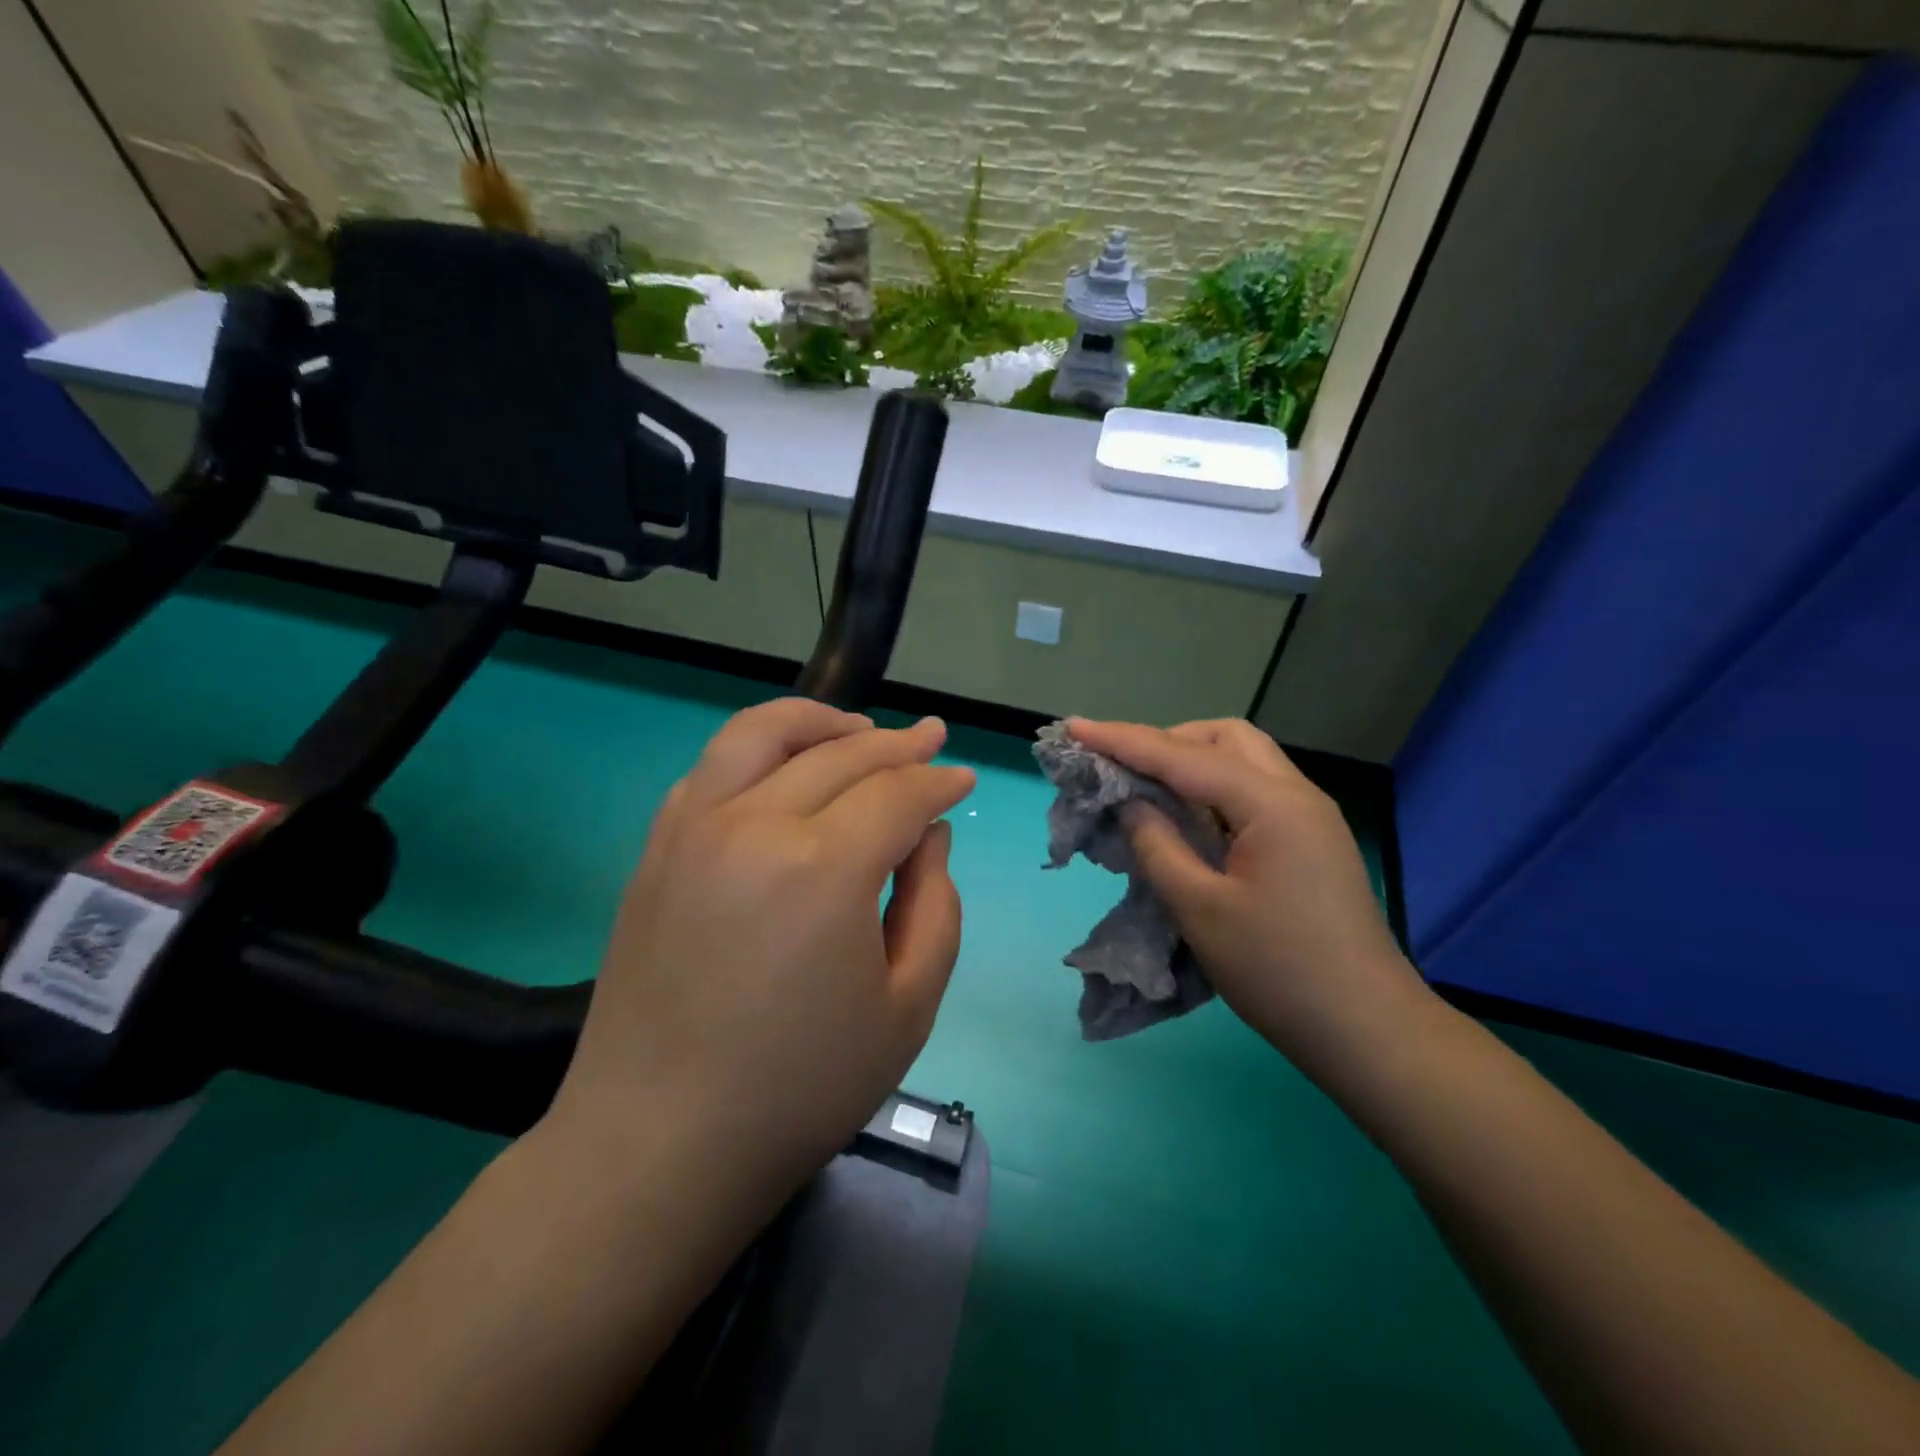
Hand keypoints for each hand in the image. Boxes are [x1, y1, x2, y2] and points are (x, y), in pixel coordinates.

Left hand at [548, 700, 975, 1216]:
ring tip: (857, 727)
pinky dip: (758, 749)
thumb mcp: (908, 1007)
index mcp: (822, 868)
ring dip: (820, 721)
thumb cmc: (800, 1087)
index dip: (937, 782)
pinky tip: (784, 767)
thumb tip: (927, 835)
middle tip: (931, 740)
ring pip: (762, 734)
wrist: (659, 1144)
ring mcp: (693, 830)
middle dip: (897, 744)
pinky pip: (712, 768)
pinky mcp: (656, 850)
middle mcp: (752, 825)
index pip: (896, 793)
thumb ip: (934, 905)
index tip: (963, 779)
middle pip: (840, 755)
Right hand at [1066, 717, 1429, 1077]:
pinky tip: (1188, 821)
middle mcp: (1296, 794)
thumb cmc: (1278, 970)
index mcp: (1271, 804)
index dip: (1122, 740)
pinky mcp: (1310, 841)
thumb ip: (1157, 845)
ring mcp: (1309, 817)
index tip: (1074, 728)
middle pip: (1224, 739)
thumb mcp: (1199, 909)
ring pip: (1243, 762)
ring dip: (1192, 763)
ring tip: (1149, 792)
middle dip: (1167, 741)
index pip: (1183, 756)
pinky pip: (1253, 792)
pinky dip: (1213, 791)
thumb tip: (1131, 804)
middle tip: (1123, 770)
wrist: (1366, 1029)